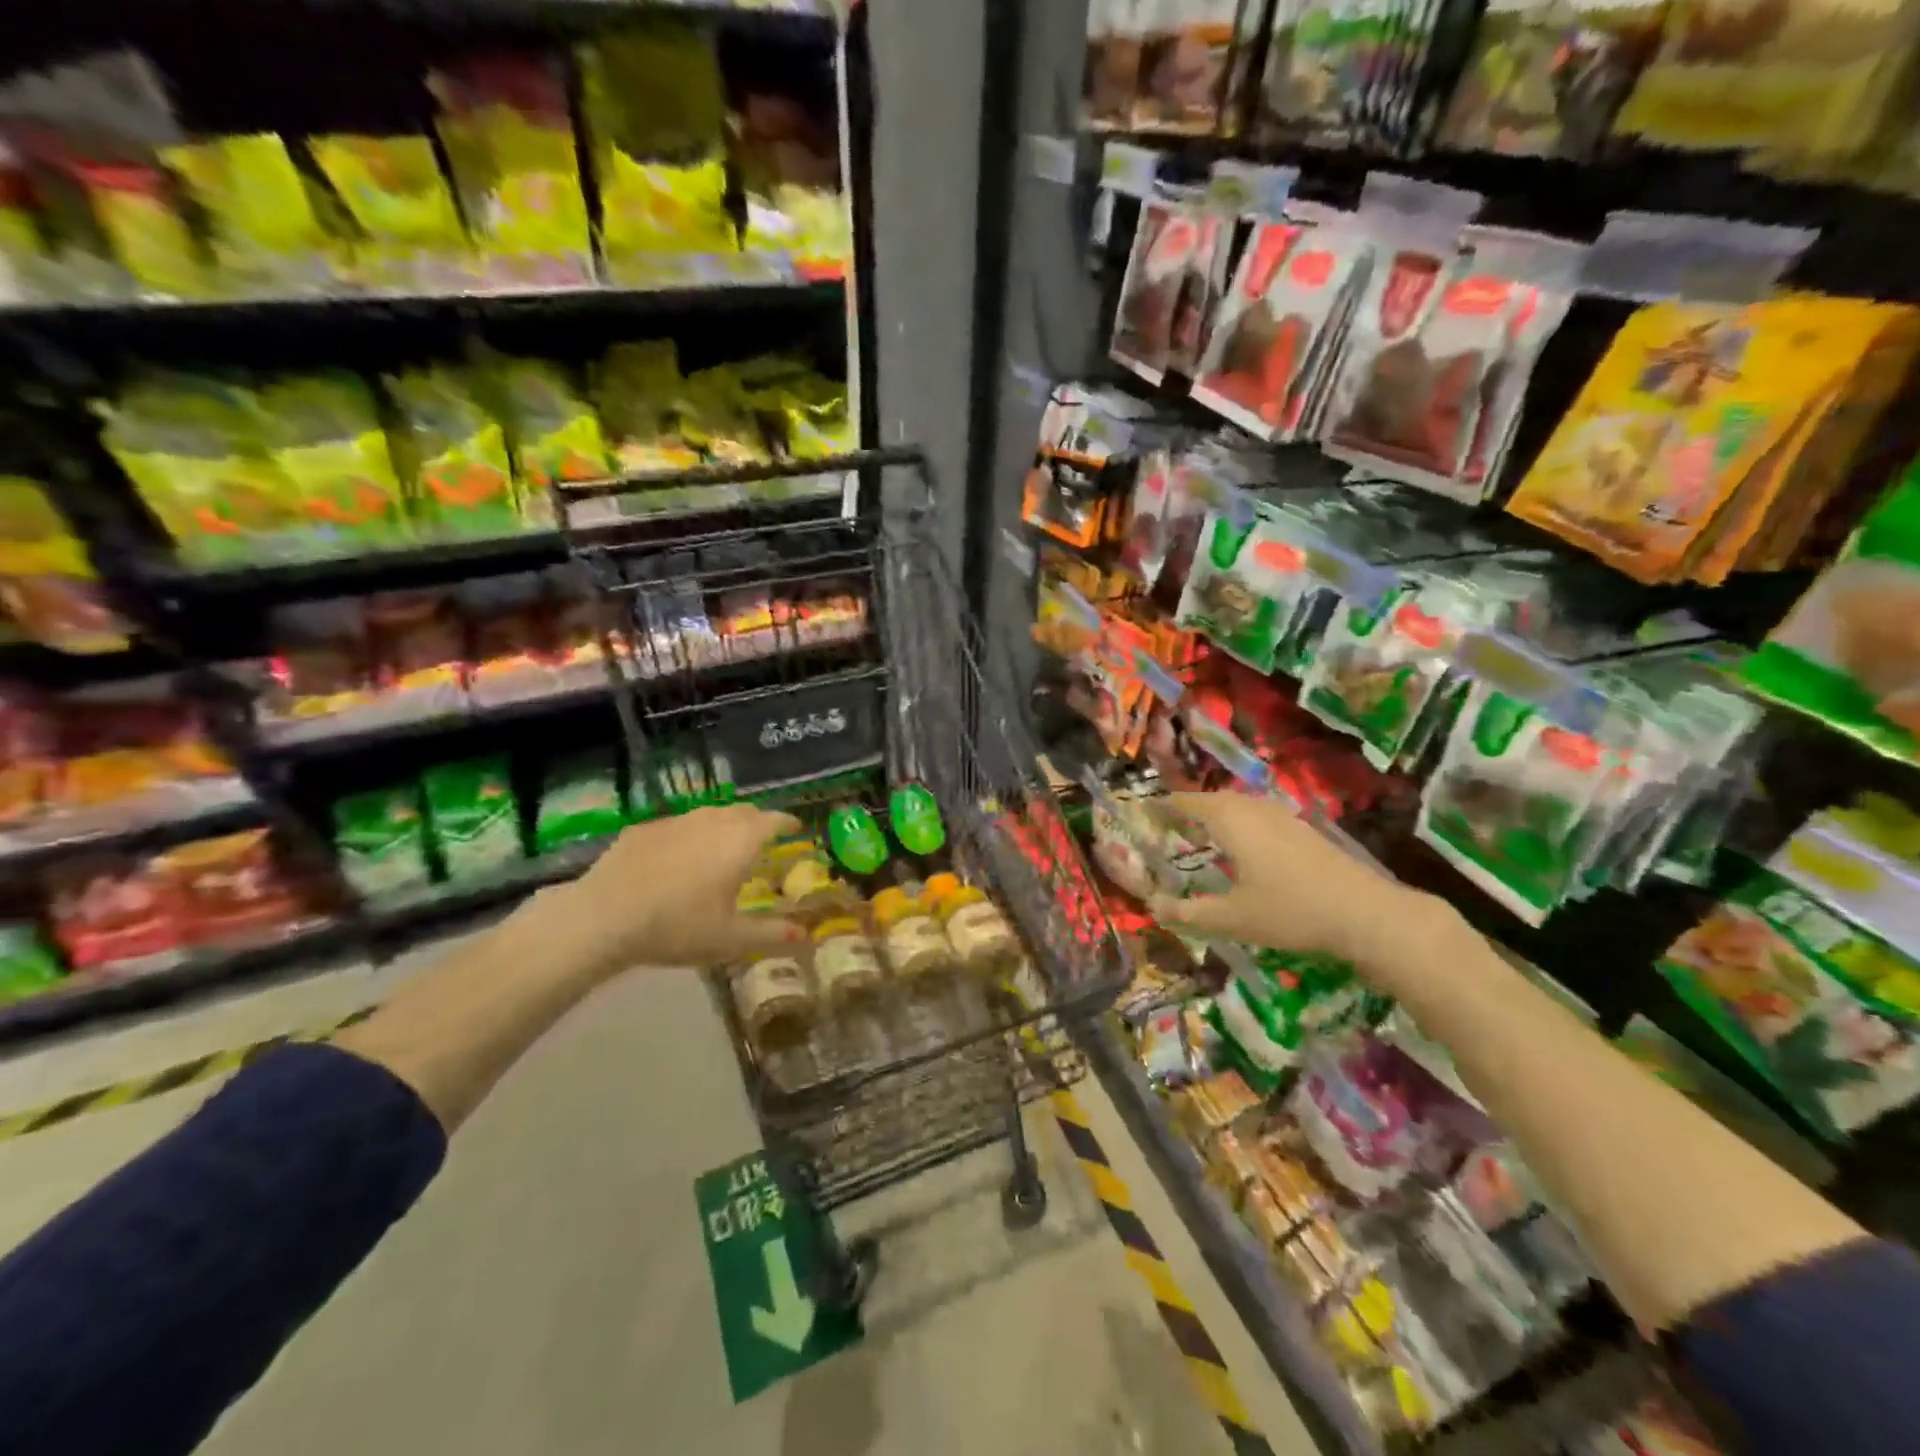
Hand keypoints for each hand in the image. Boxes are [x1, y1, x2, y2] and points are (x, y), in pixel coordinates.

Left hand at [539, 803, 805, 977]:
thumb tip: (805, 935)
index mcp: (741, 842)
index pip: (774, 820)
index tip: (796, 829)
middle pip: (743, 811)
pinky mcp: (643, 829)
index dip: (788, 823)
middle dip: (757, 822)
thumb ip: (772, 934)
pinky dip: (688, 835)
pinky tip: (677, 858)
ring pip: (709, 814)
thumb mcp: (731, 939)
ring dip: (723, 825)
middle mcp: (713, 821)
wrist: (604, 917)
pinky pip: (677, 825)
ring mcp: (676, 821)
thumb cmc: (678, 927)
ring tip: (721, 847)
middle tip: (761, 841)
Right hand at [1148, 792, 1441, 977]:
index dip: (1164, 805)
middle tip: (1169, 822)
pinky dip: (1241, 823)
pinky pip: (1259, 815)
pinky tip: (1246, 847)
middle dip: (1190, 807)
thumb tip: (1152, 905)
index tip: (1144, 809)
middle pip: (1214, 799)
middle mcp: (1254, 809)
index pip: (1188, 803)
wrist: (1366, 913)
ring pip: (1240, 806)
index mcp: (1231, 821)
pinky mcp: (1303, 830)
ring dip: (1217, 813)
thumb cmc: (1290, 911)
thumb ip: (1189, 912)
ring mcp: (1283, 817)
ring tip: (1202, 832)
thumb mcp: (1232, 918)